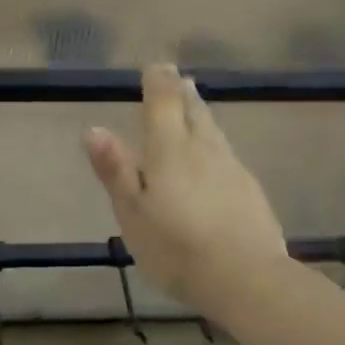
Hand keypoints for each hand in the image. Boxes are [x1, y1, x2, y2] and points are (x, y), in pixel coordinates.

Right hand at [84, 63, 287, 311]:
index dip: (158, 82)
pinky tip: (216, 155)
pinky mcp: (250, 190)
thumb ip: (115, 171)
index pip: (164, 103)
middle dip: (182, 94)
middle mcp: (203, 149)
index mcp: (169, 150)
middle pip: (193, 112)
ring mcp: (232, 168)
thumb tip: (94, 129)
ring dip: (201, 114)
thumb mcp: (132, 214)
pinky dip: (215, 144)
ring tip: (195, 105)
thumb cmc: (176, 248)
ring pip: (213, 131)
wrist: (246, 277)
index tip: (155, 66)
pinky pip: (227, 154)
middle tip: (177, 79)